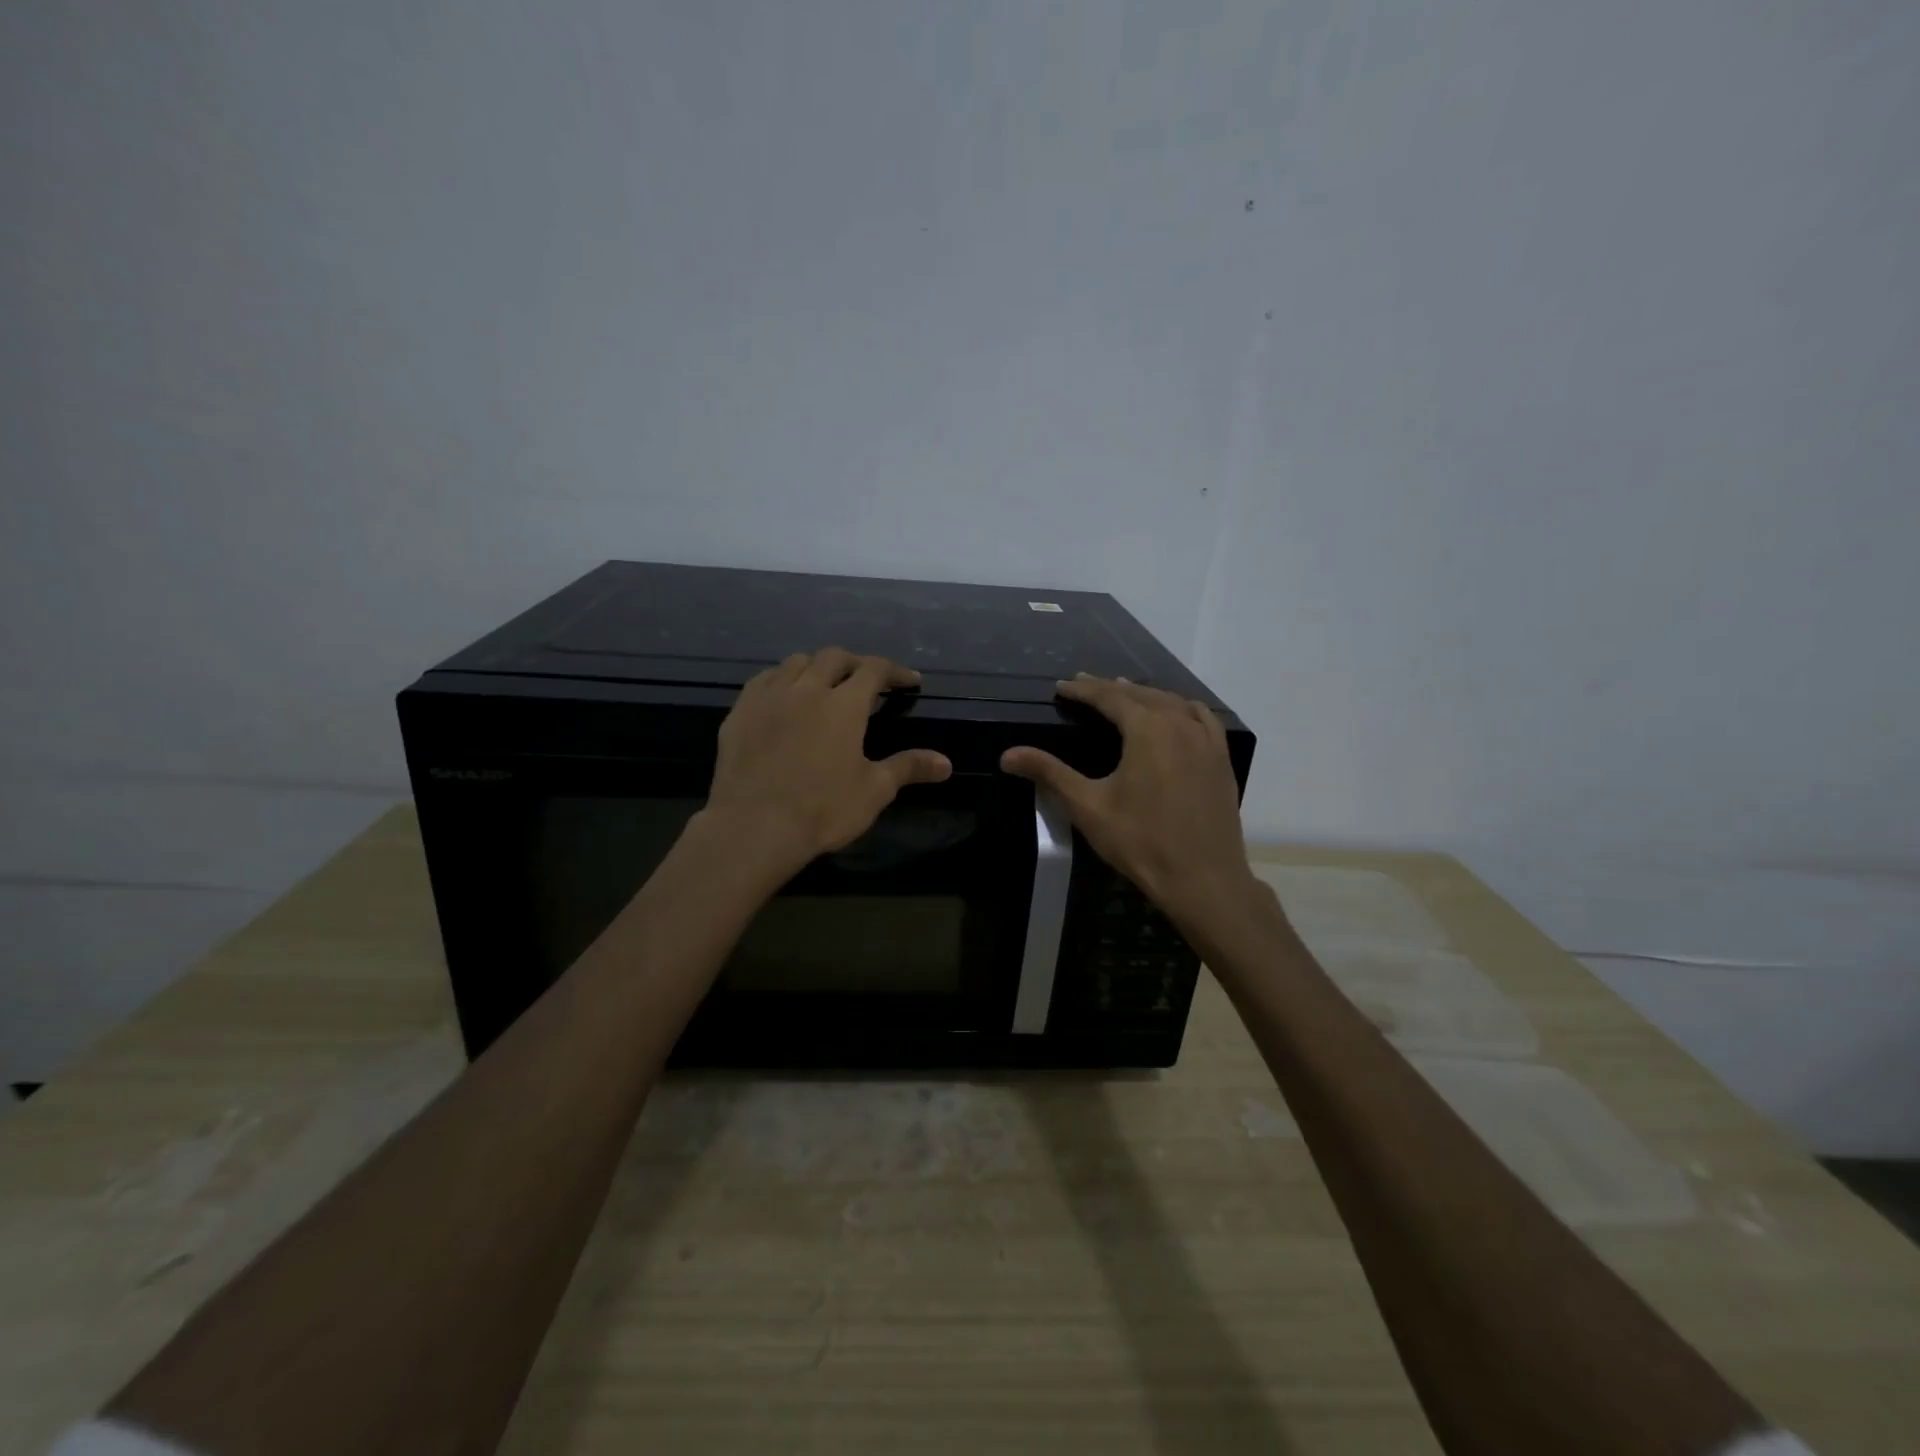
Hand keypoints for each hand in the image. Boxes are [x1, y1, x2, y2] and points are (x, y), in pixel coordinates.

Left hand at [700, 648, 952, 879]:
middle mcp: (807, 689)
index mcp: (844, 704)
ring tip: (824, 683)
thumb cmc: (822, 809)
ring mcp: (768, 697)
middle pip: (834, 657)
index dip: (895, 671)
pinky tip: (784, 696)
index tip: (909, 681)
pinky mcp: (739, 712)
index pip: (874, 670)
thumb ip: (908, 768)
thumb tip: (946, 763)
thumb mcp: (874, 791)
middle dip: (855, 663)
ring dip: (816, 666)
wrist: (754, 828)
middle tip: (867, 680)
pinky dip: (781, 679)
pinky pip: (763, 680)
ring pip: (795, 662)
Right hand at [1001, 675, 1255, 920]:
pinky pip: (1201, 718)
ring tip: (1123, 693)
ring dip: (1144, 695)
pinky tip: (1176, 713)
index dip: (1082, 690)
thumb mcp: (1088, 807)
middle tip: (1084, 685)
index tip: (1061, 686)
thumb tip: (1007, 755)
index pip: (1108, 697)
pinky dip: (1181, 708)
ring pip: (1172, 703)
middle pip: (1140, 695)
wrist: (1203, 879)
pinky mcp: (1221, 759)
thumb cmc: (1141, 842)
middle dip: (1110, 688)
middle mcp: (1179, 724)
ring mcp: (1206, 740)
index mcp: (1147, 730)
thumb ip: (1049, 773)